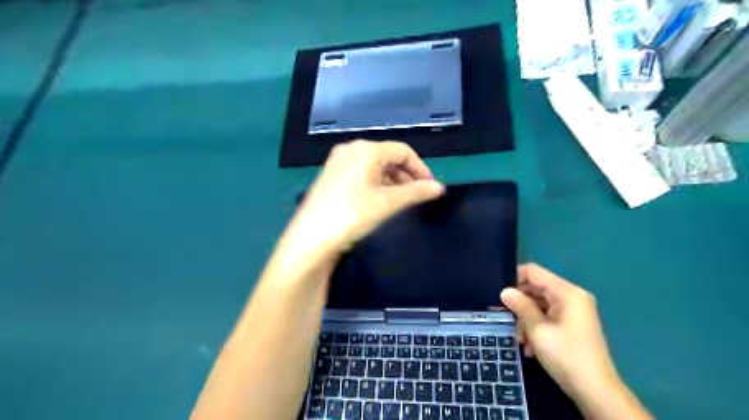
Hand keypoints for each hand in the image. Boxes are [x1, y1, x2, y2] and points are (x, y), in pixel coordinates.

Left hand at [284, 142, 439, 257]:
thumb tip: (439, 187)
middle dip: (406, 175)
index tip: (430, 187)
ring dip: (392, 180)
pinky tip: (380, 200)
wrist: (311, 238)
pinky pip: (361, 173)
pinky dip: (376, 184)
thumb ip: (416, 192)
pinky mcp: (331, 176)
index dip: (420, 168)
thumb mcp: (388, 202)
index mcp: (366, 149)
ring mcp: (338, 162)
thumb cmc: (352, 214)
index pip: (403, 151)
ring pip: (374, 166)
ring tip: (401, 201)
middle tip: (417, 195)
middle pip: (388, 157)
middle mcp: (351, 149)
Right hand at [499, 265, 616, 400]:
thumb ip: (520, 306)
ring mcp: (572, 311)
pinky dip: (536, 327)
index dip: (514, 279)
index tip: (499, 295)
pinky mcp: (571, 324)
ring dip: (526, 319)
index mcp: (567, 292)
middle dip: (520, 304)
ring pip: (539, 305)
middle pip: (536, 288)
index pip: (534, 272)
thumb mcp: (537, 329)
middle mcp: (571, 297)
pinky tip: (530, 346)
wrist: (595, 392)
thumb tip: (504, 291)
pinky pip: (547, 316)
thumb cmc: (566, 356)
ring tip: (520, 339)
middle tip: (505, 318)